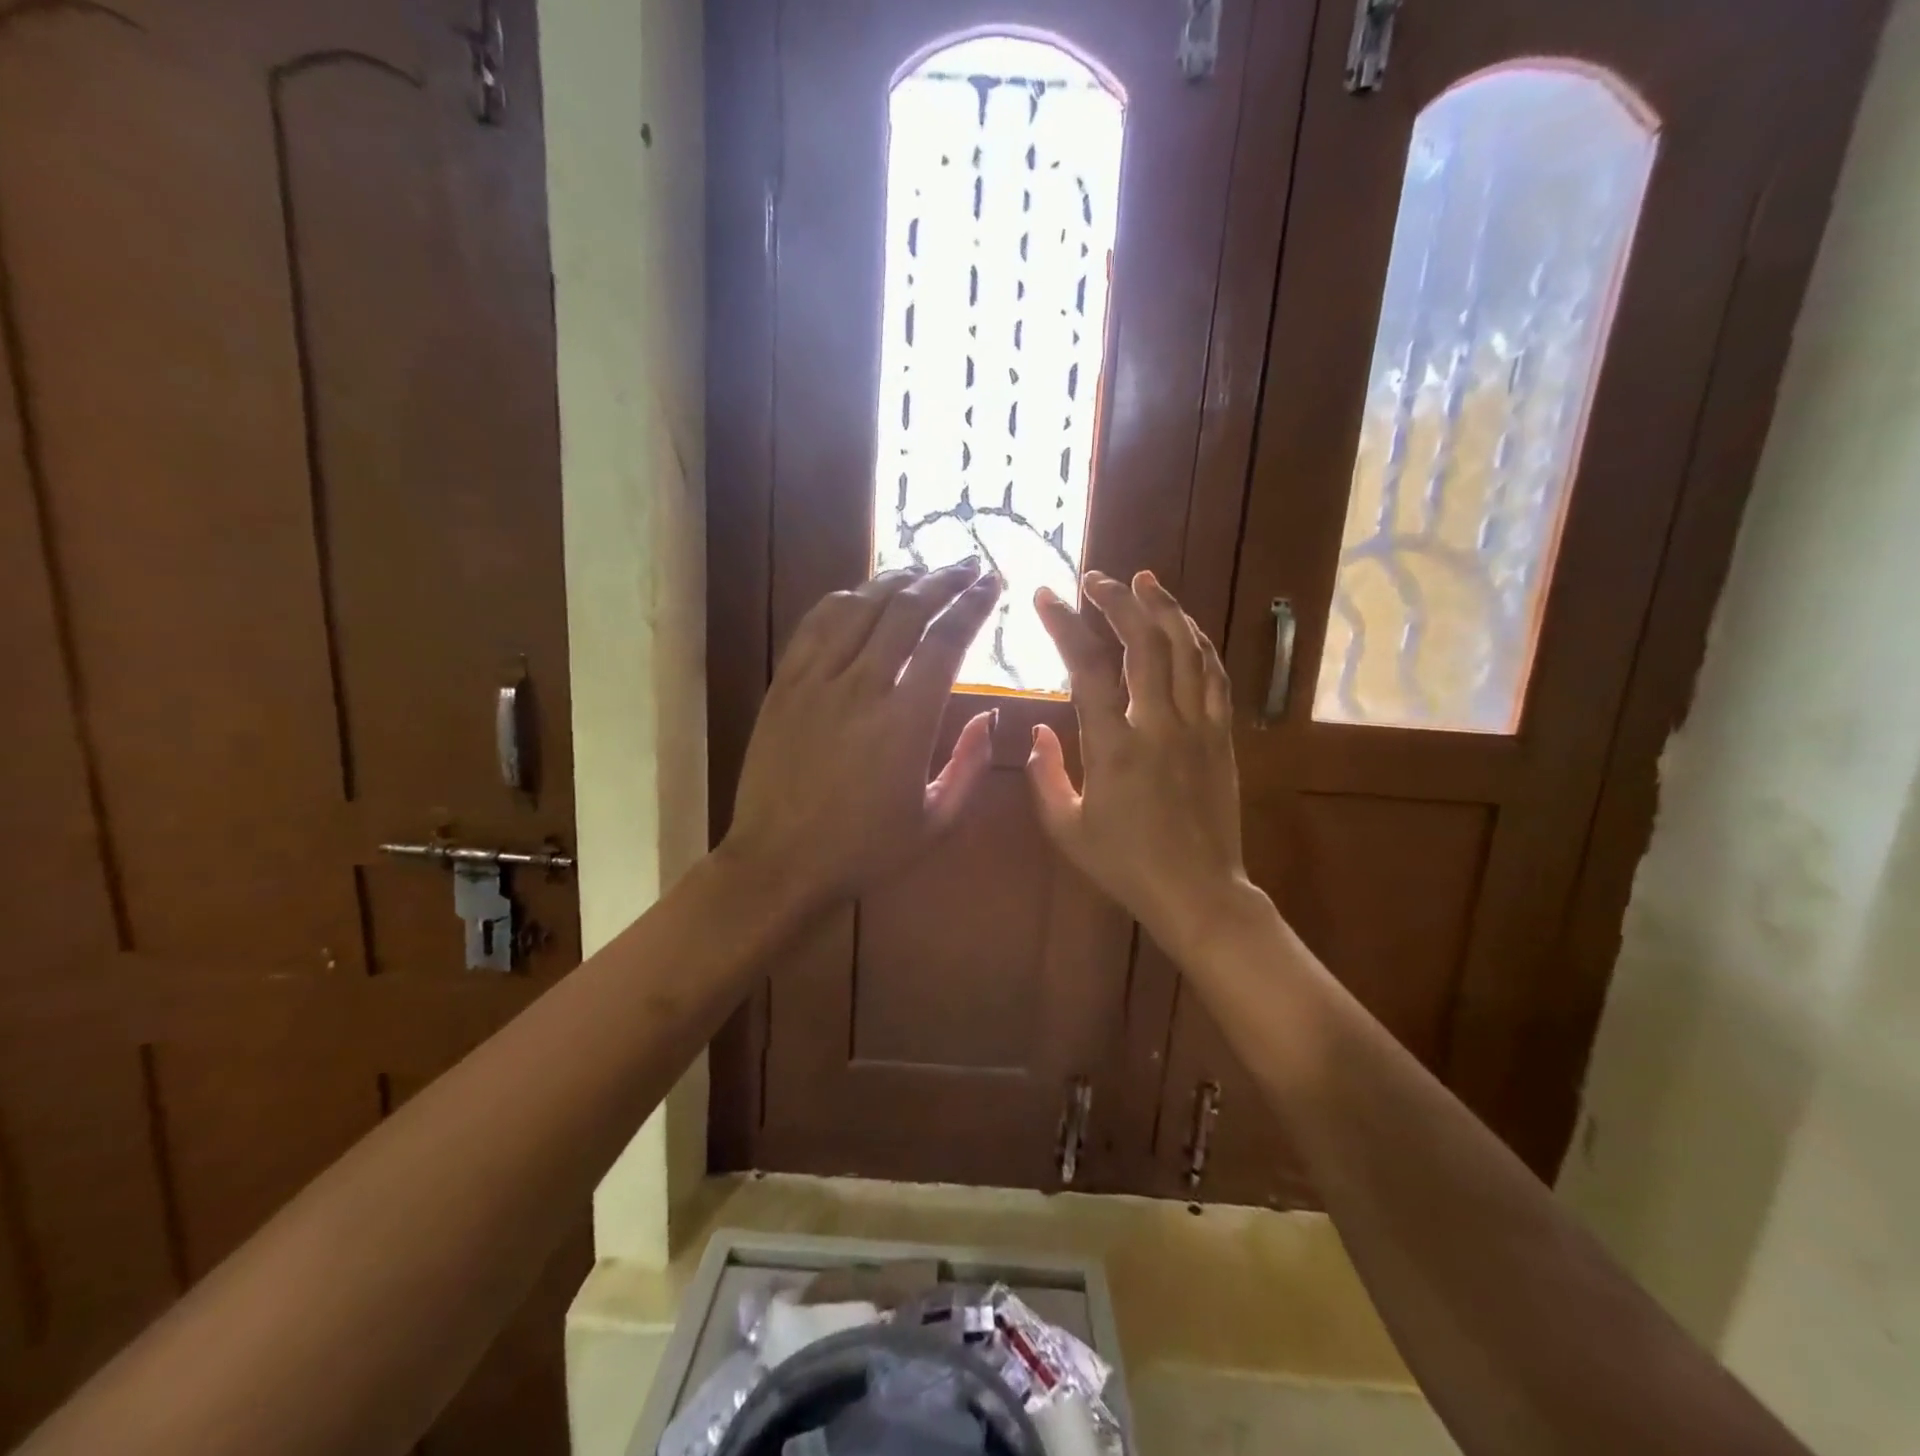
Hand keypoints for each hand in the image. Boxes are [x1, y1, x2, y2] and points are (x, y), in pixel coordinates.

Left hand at [722, 561, 1002, 909]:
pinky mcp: (785, 683)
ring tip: (921, 571)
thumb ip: (971, 766)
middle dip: (943, 579)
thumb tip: (990, 717)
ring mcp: (817, 681)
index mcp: (906, 722)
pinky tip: (862, 593)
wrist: (779, 862)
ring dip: (896, 580)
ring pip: (860, 606)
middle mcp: (863, 687)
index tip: (993, 583)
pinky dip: (845, 599)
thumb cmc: (863, 849)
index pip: (947, 641)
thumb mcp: (936, 822)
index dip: (974, 604)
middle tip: (966, 566)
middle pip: (907, 610)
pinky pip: (816, 624)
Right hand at [1026, 570, 1263, 959]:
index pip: (1087, 669)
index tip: (1048, 595)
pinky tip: (1185, 626)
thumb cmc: (1125, 865)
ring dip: (1165, 608)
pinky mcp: (1221, 736)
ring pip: (1186, 650)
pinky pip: (1214, 676)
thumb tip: (1038, 731)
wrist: (1199, 892)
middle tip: (1097, 579)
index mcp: (1113, 749)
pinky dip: (1198, 643)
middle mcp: (1158, 726)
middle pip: (1143, 643)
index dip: (1066, 625)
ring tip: (1145, 580)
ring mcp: (1197, 728)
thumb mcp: (1067, 829)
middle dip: (1118, 601)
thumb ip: (1044, 776)